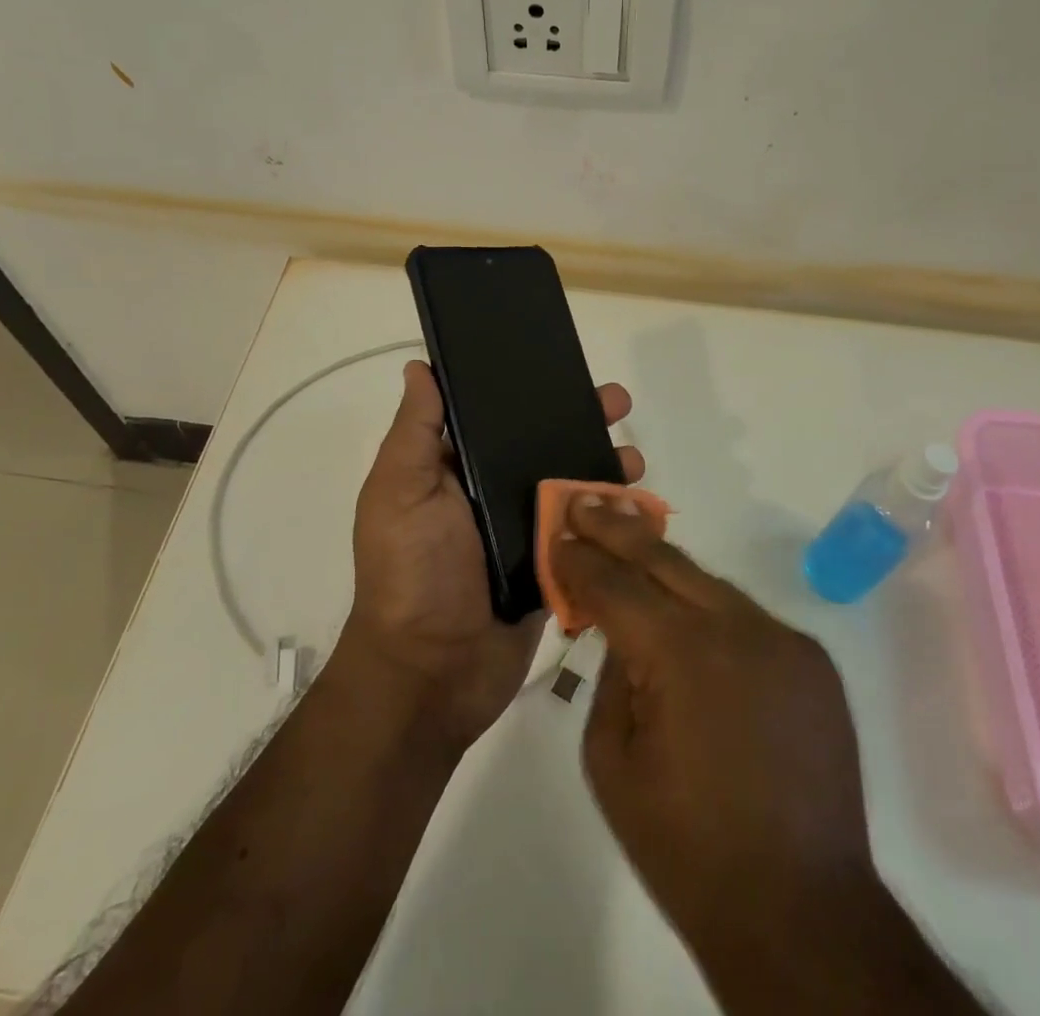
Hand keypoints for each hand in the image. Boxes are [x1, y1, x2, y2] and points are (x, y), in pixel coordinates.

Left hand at [341, 362, 645, 751]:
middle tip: (617, 403)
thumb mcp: (399, 492)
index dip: (530, 391)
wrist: (432, 673)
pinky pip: (588, 533)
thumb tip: (420, 366)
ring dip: (606, 466)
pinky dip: (613, 516)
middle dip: (582, 421)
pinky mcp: (555, 568)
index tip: (564, 368)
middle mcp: (494, 494)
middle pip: (545, 445)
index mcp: (458, 470)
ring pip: (574, 486)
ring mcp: (527, 532)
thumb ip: (415, 431)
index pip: (498, 418)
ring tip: (634, 459)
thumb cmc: (412, 572)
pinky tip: (640, 503)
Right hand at [552, 499, 979, 1015]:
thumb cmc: (688, 849)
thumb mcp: (612, 764)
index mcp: (682, 655)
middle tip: (586, 501)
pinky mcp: (812, 660)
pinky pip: (747, 618)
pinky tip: (686, 617)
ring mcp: (784, 639)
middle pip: (666, 560)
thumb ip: (610, 678)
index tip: (558, 534)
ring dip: (666, 566)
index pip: (617, 585)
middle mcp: (739, 628)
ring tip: (628, 542)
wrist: (802, 914)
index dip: (581, 559)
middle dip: (619, 529)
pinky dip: (709, 611)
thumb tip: (621, 632)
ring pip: (710, 584)